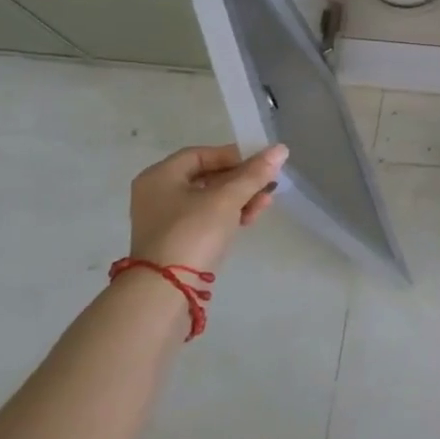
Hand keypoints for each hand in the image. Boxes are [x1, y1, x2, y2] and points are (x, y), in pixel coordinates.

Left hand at [128, 144, 287, 274]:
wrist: (167, 289)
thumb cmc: (193, 232)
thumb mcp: (228, 198)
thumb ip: (254, 173)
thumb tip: (281, 149)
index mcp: (160, 176)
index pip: (201, 154)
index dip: (233, 155)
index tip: (260, 165)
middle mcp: (158, 194)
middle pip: (207, 177)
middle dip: (241, 180)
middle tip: (268, 184)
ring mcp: (166, 220)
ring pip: (210, 199)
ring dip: (240, 198)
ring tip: (266, 202)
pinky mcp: (177, 241)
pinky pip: (207, 218)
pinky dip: (229, 215)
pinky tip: (251, 218)